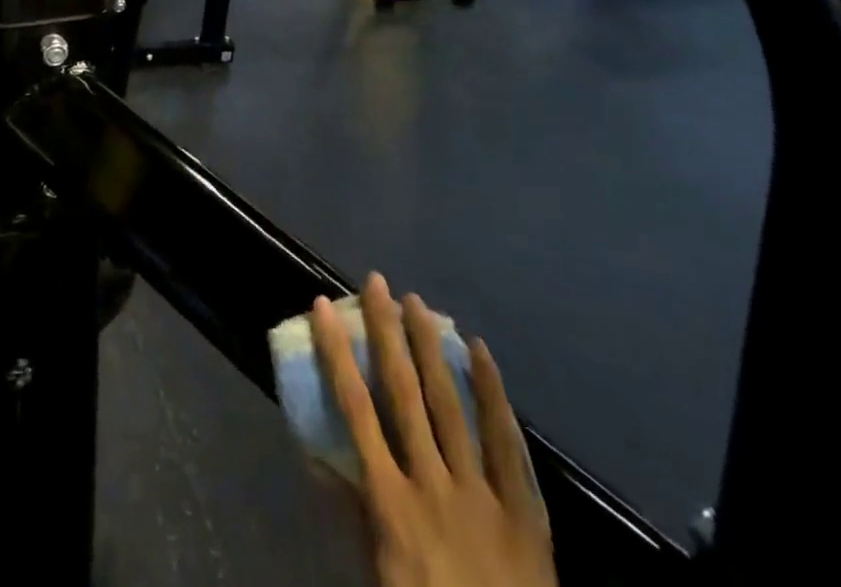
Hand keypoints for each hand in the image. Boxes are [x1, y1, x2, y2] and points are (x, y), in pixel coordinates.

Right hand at [311, 275, 554, 586]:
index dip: (337, 354)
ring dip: (431, 348)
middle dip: (387, 333)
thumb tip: (316, 456)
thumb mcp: (379, 574)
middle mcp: (432, 484)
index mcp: (392, 503)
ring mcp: (481, 492)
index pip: (356, 411)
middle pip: (404, 393)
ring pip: (451, 404)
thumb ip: (352, 514)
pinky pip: (506, 442)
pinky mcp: (524, 508)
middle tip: (378, 283)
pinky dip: (492, 393)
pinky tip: (481, 351)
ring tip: (417, 303)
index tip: (324, 306)